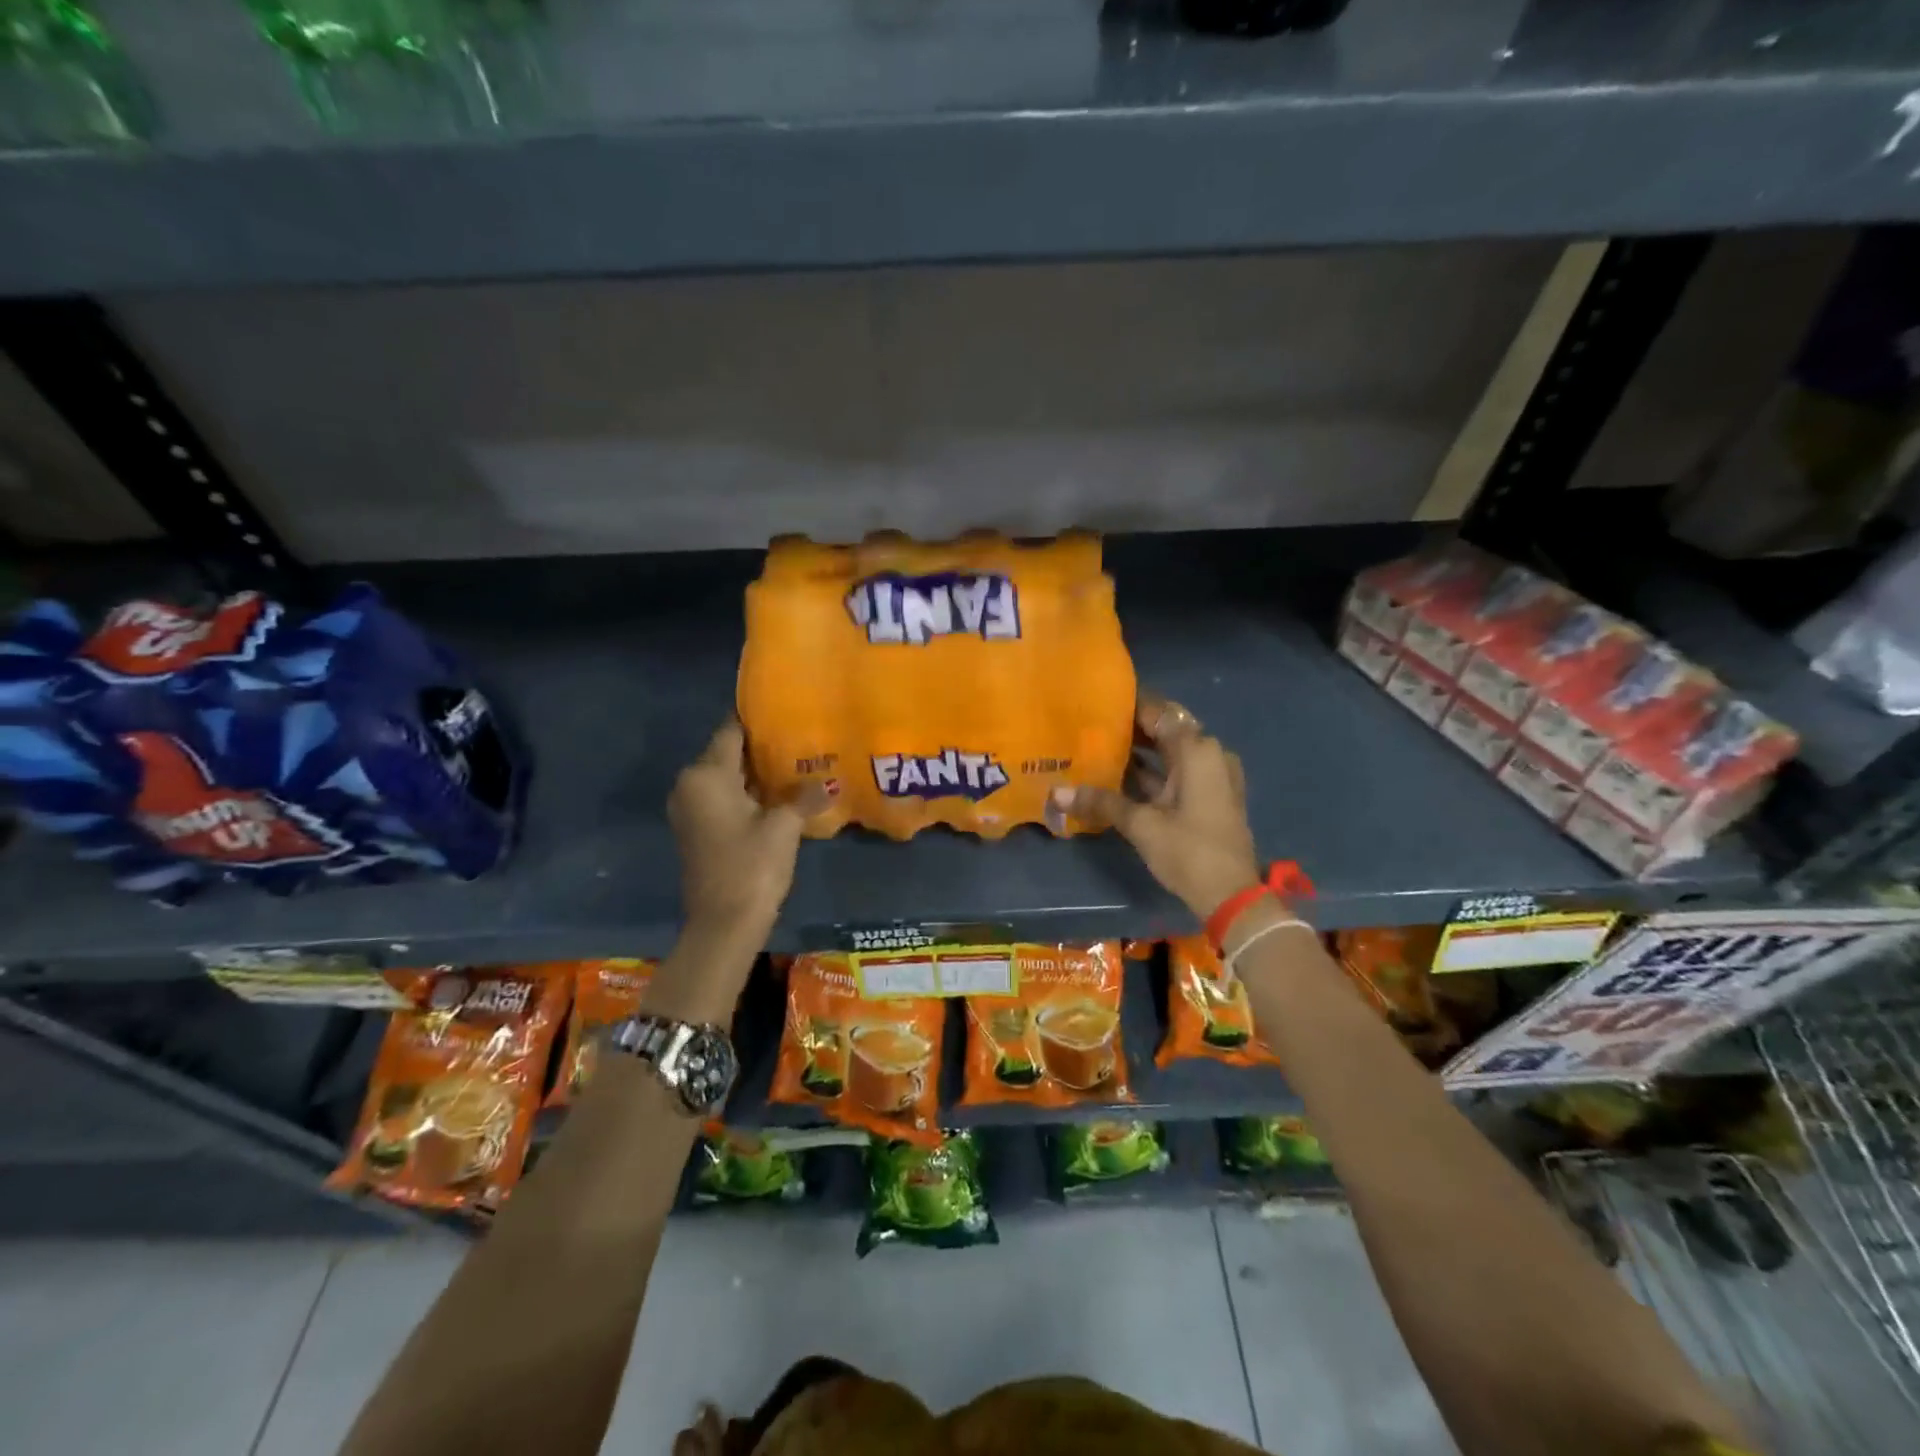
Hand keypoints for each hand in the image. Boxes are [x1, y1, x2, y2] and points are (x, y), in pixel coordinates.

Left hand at [668, 719, 828, 940]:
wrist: (723, 925)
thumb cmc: (751, 866)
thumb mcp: (783, 827)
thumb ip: (804, 797)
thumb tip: (830, 782)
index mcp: (706, 775)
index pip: (731, 731)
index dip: (758, 720)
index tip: (787, 711)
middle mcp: (690, 785)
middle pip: (727, 753)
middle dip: (762, 747)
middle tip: (801, 738)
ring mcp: (691, 810)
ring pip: (726, 777)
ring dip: (757, 773)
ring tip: (796, 764)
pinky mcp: (697, 831)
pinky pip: (723, 798)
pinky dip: (747, 794)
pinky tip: (779, 796)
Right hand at [1053, 691, 1259, 921]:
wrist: (1231, 896)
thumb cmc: (1188, 851)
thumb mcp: (1141, 825)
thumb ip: (1100, 802)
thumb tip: (1057, 793)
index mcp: (1197, 750)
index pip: (1158, 712)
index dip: (1129, 704)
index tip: (1098, 700)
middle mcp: (1209, 754)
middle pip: (1166, 729)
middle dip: (1132, 727)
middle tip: (1093, 723)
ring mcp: (1213, 776)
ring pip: (1171, 752)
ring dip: (1141, 751)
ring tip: (1100, 746)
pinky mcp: (1211, 796)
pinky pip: (1178, 772)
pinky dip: (1153, 771)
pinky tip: (1119, 776)